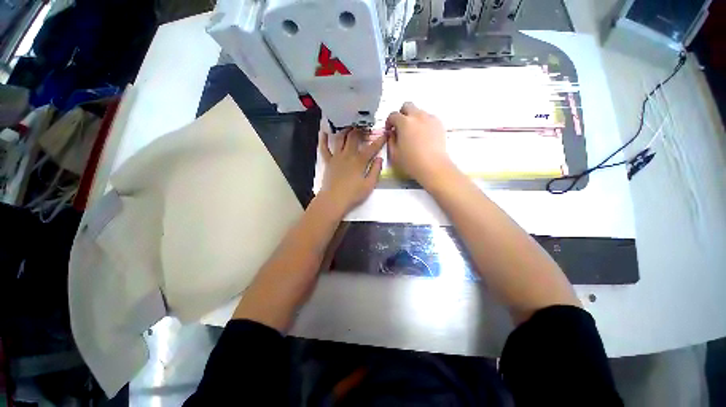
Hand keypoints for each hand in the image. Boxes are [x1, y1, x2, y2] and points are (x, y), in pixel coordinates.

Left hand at [319, 128, 385, 214]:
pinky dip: (324, 139)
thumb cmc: (353, 194)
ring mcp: (336, 157)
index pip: (372, 147)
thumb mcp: (369, 185)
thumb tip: (380, 158)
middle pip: (354, 137)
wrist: (334, 200)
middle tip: (365, 127)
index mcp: (360, 161)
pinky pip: (324, 148)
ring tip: (350, 126)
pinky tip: (324, 132)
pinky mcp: (328, 161)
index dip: (379, 140)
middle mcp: (348, 155)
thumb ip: (376, 171)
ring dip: (345, 130)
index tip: (385, 133)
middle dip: (361, 130)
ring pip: (340, 138)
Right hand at [385, 102, 452, 186]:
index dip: (389, 122)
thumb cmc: (411, 162)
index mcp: (404, 123)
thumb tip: (391, 133)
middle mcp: (417, 116)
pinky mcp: (439, 124)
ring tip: (413, 133)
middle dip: (401, 114)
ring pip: (419, 111)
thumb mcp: (394, 154)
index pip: (393, 115)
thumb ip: (390, 140)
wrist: (433, 166)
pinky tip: (423, 136)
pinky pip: (428, 118)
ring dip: (413, 118)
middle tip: (400, 127)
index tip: (390, 130)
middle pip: (407, 106)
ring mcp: (430, 119)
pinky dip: (423, 123)